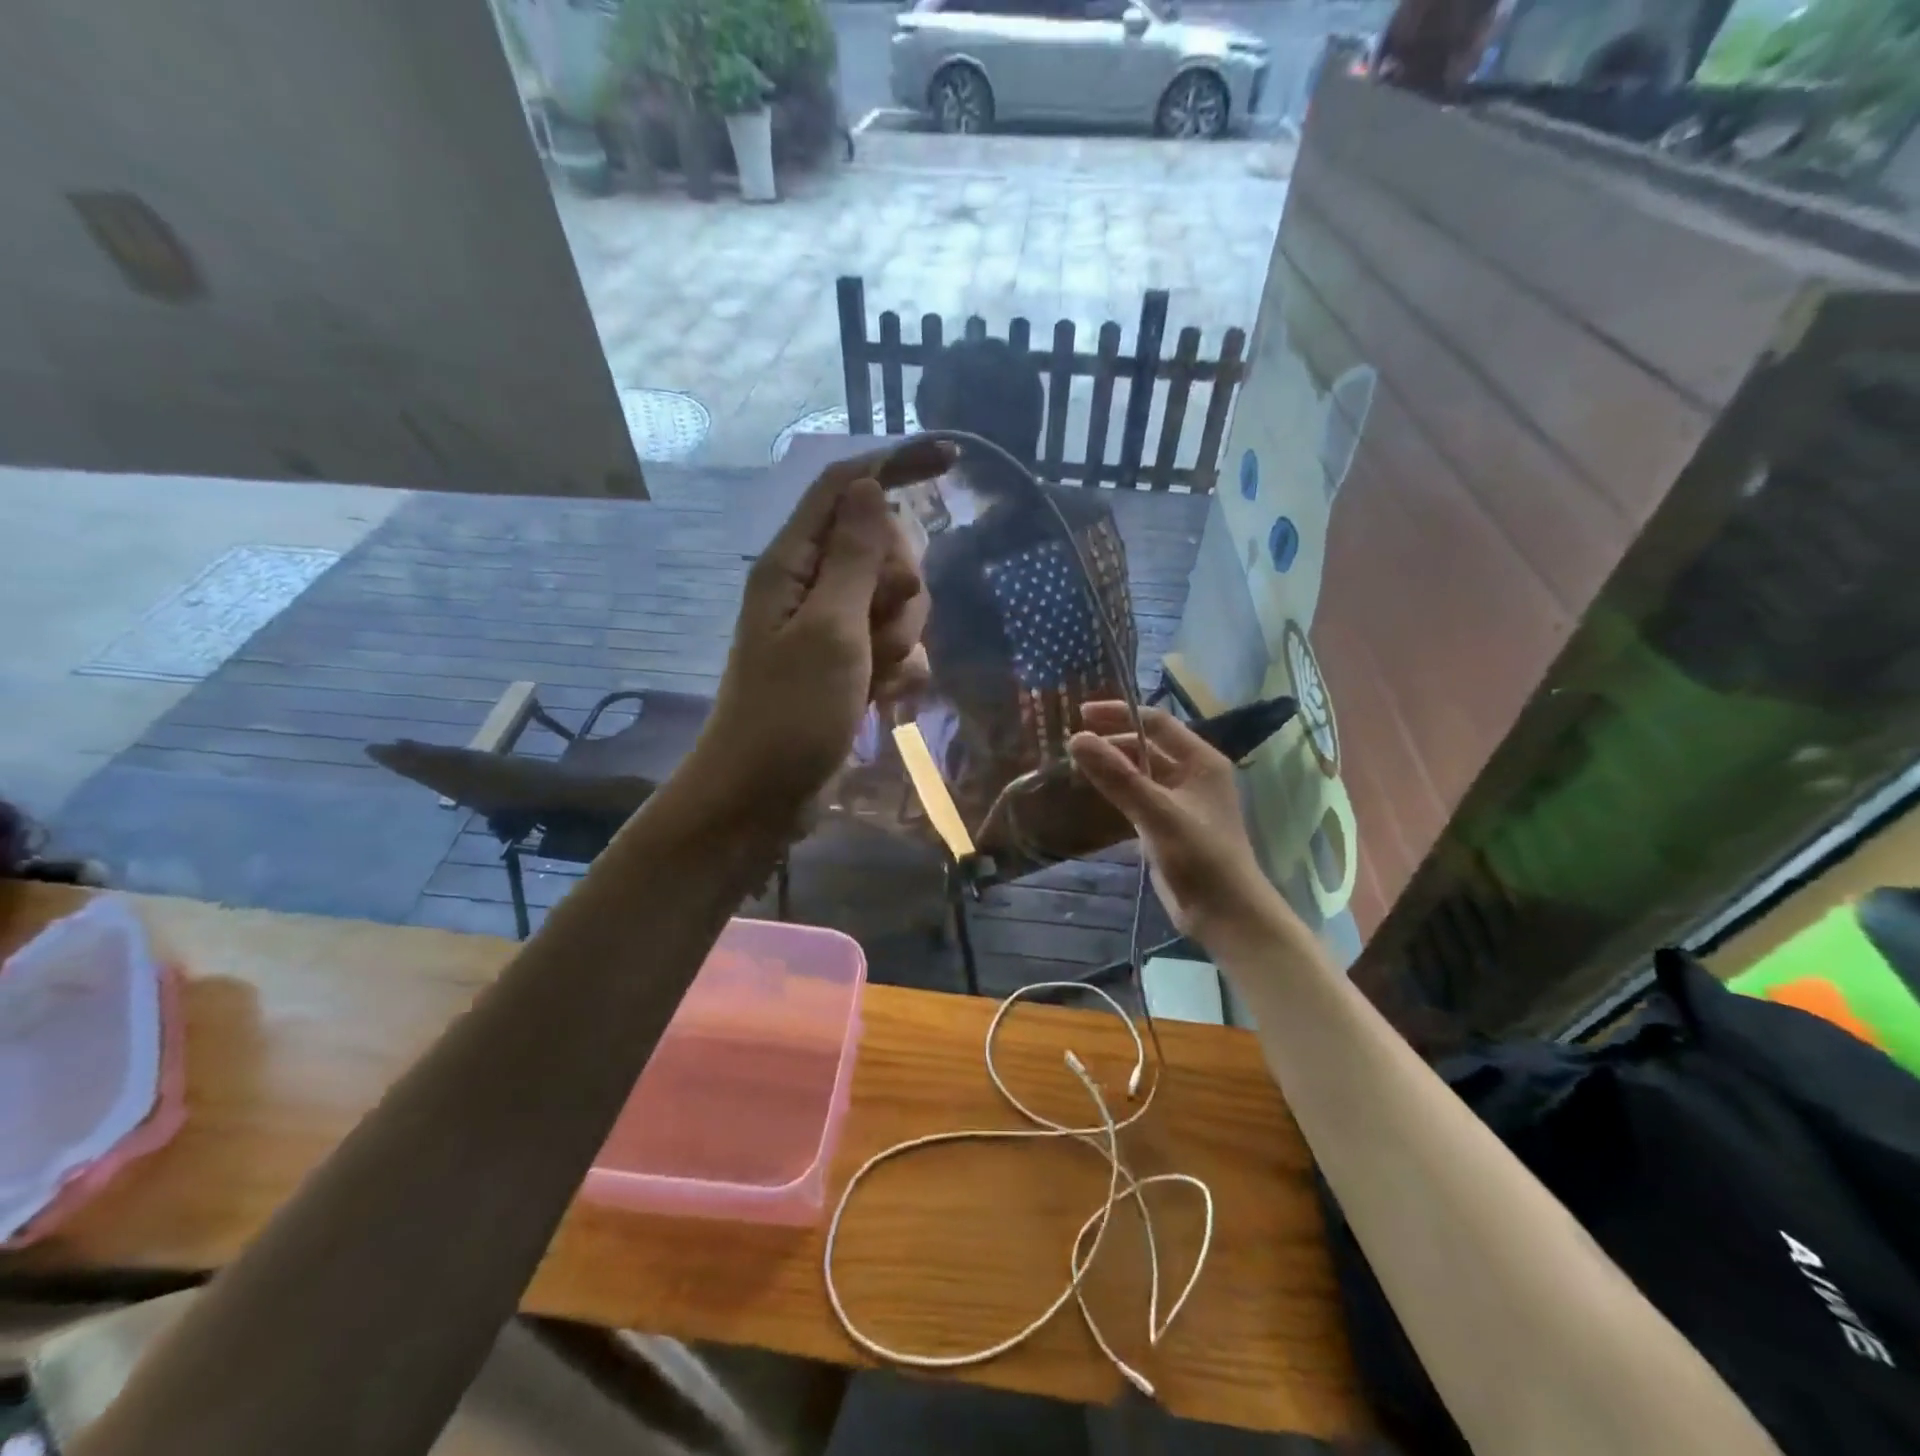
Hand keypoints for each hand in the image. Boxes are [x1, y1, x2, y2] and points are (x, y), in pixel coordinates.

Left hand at [691, 440, 952, 824]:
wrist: (763, 797)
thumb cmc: (788, 714)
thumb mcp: (828, 631)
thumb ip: (855, 558)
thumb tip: (871, 487)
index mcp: (795, 564)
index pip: (847, 488)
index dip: (897, 465)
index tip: (952, 462)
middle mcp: (815, 588)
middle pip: (887, 548)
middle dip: (899, 588)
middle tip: (875, 630)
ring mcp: (837, 630)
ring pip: (900, 603)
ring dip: (900, 639)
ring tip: (871, 677)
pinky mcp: (853, 667)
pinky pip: (900, 649)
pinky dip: (899, 672)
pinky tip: (881, 701)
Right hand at [1067, 702, 1283, 941]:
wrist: (1225, 914)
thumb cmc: (1200, 857)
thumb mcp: (1157, 813)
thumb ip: (1117, 776)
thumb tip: (1077, 739)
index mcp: (1200, 761)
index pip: (1156, 723)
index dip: (1119, 714)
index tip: (1081, 715)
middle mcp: (1192, 774)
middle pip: (1147, 746)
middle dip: (1112, 741)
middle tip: (1073, 744)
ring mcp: (1180, 801)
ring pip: (1140, 772)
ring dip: (1112, 766)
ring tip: (1074, 765)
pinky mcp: (1167, 826)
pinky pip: (1137, 797)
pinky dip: (1116, 791)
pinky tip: (1091, 794)